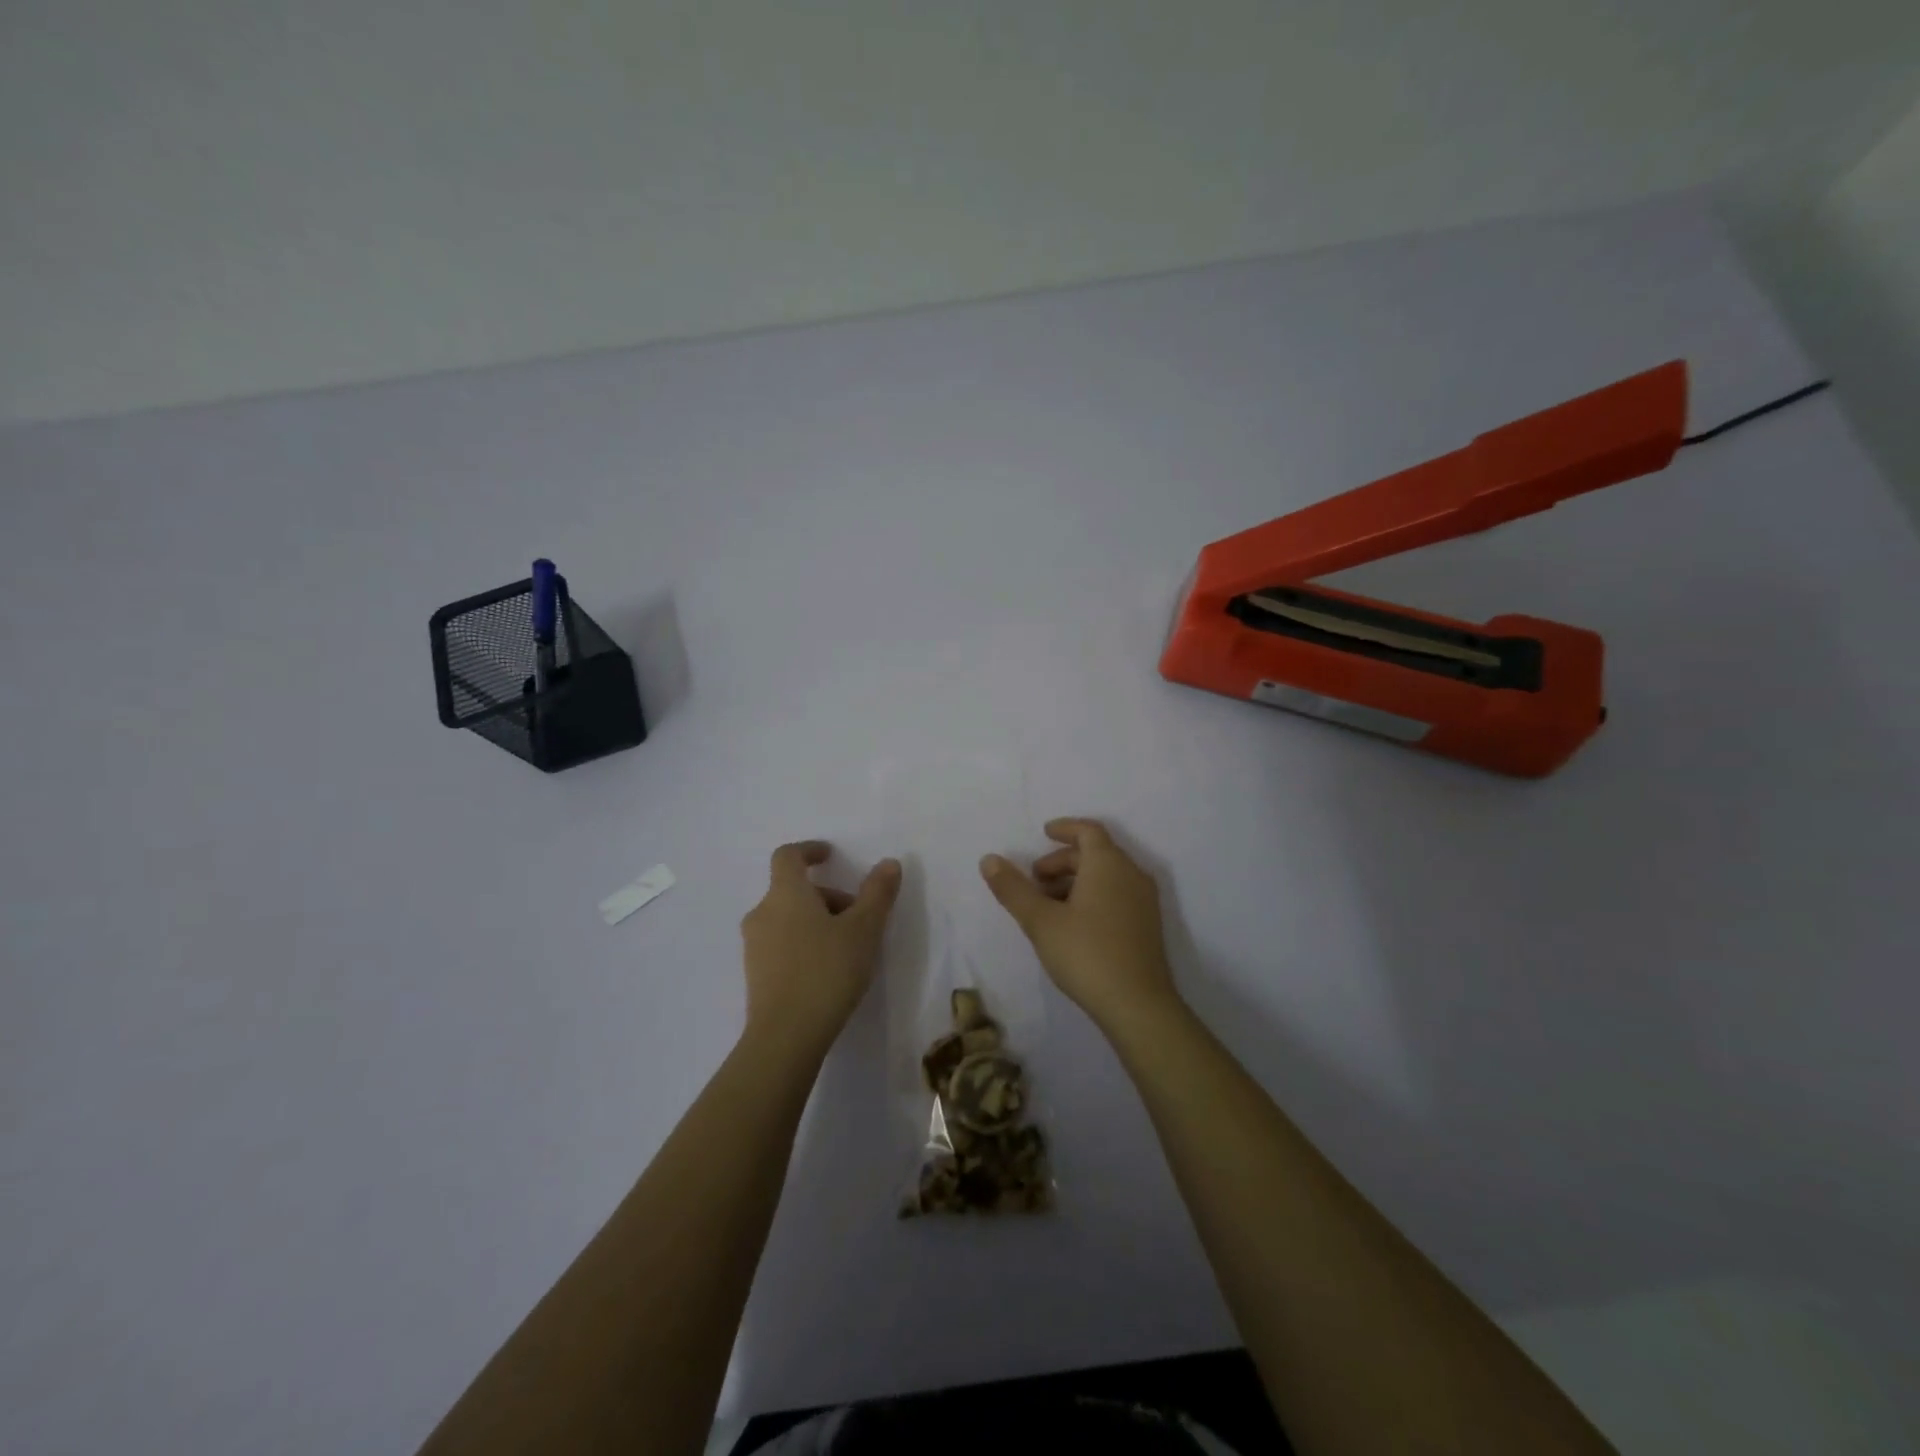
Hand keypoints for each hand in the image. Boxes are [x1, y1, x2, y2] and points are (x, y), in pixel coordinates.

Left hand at [741, 841, 900, 1055]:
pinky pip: (781, 944)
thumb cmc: (826, 971)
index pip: (788, 856)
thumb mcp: (864, 930)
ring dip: (816, 921)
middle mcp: (762, 913)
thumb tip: (888, 863)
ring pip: (788, 918)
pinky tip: (827, 971)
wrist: (785, 1037)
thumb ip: (877, 894)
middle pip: (793, 890)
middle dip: (827, 896)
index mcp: (785, 894)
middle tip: (858, 918)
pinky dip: (803, 944)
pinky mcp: (754, 975)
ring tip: (847, 948)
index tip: (831, 855)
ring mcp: (754, 946)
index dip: (809, 850)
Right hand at [980, 818, 1181, 1034]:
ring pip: (1106, 876)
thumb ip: (1013, 888)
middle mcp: (1131, 874)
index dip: (1065, 828)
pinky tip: (1073, 924)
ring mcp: (1144, 901)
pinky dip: (1092, 896)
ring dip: (1076, 881)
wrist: (1138, 1005)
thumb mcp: (1040, 921)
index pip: (1088, 831)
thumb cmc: (1086, 954)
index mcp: (1108, 864)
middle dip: (1062, 861)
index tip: (1044, 832)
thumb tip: (989, 859)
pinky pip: (1117, 895)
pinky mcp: (1147, 926)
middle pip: (1096, 854)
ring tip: (1048, 906)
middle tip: (1034, 880)